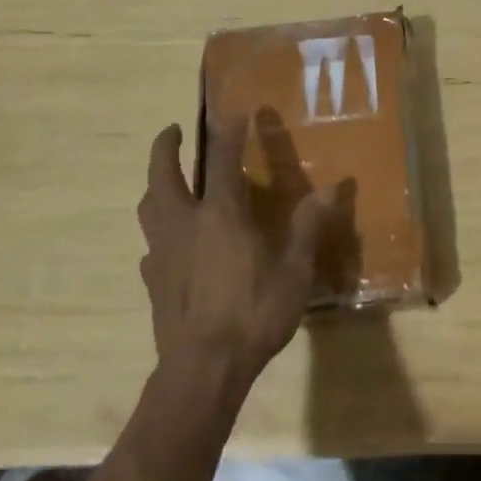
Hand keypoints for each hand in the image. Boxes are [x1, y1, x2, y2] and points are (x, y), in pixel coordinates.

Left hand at [137, 118, 325, 386]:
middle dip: (166, 147)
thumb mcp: (294, 271)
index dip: (229, 131)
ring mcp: (162, 253)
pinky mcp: (152, 281)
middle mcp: (185, 223)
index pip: (222, 159)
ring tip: (166, 182)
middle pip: (163, 174)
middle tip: (172, 130)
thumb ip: (308, 227)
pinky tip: (170, 247)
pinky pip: (150, 247)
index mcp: (221, 215)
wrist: (203, 370)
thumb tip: (331, 189)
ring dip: (156, 185)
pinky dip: (159, 235)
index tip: (235, 111)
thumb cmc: (254, 313)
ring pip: (149, 207)